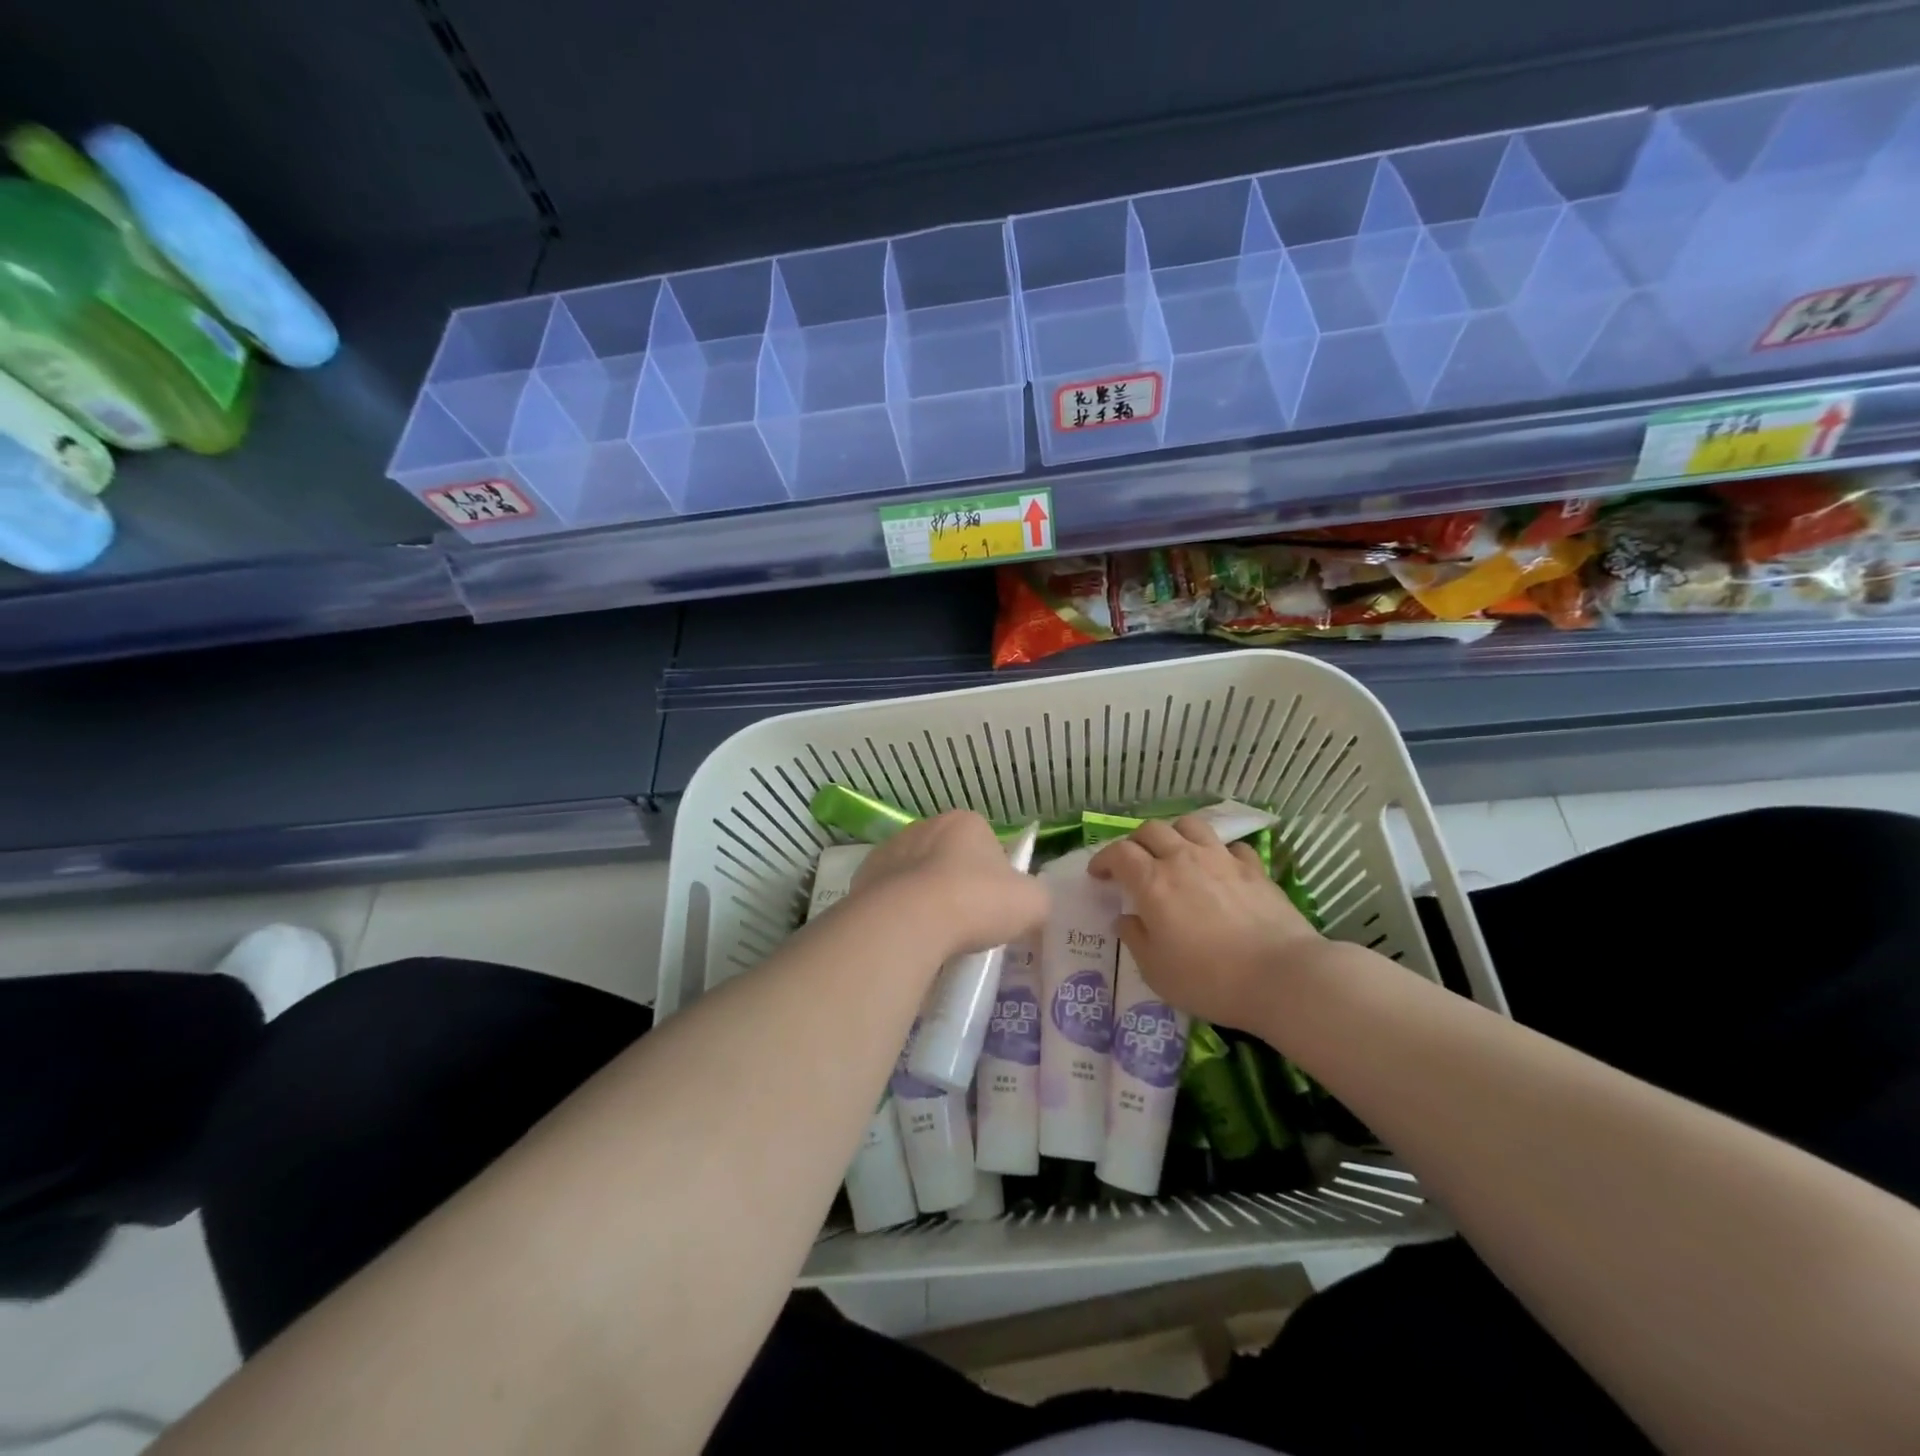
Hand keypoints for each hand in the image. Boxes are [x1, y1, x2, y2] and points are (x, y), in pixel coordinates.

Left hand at [851, 811, 1050, 960]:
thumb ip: (1036, 897)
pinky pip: (888, 895)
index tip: (994, 906)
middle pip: (949, 857)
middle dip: (956, 884)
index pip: (986, 844)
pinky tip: (908, 935)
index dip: (994, 876)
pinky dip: (898, 911)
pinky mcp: (863, 877)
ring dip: (925, 896)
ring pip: (916, 874)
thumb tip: (1028, 902)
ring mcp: (890, 849)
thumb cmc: (975, 903)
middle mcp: (925, 825)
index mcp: (966, 822)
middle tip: (967, 923)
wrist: (907, 922)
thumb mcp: (1032, 902)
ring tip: (936, 934)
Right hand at [1089, 814, 1325, 1029]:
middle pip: (1151, 830)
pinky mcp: (1254, 869)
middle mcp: (1184, 860)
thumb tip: (1125, 919)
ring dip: (1174, 834)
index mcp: (1153, 882)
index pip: (1118, 853)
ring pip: (1190, 825)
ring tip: (1174, 854)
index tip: (1098, 875)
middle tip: (1133, 863)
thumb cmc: (1209, 979)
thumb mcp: (1156, 971)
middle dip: (1135, 842)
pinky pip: (1230, 846)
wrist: (1281, 977)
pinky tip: (1219, 868)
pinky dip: (1217, 852)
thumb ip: (1135, 939)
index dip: (1103, 859)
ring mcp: (1222, 859)